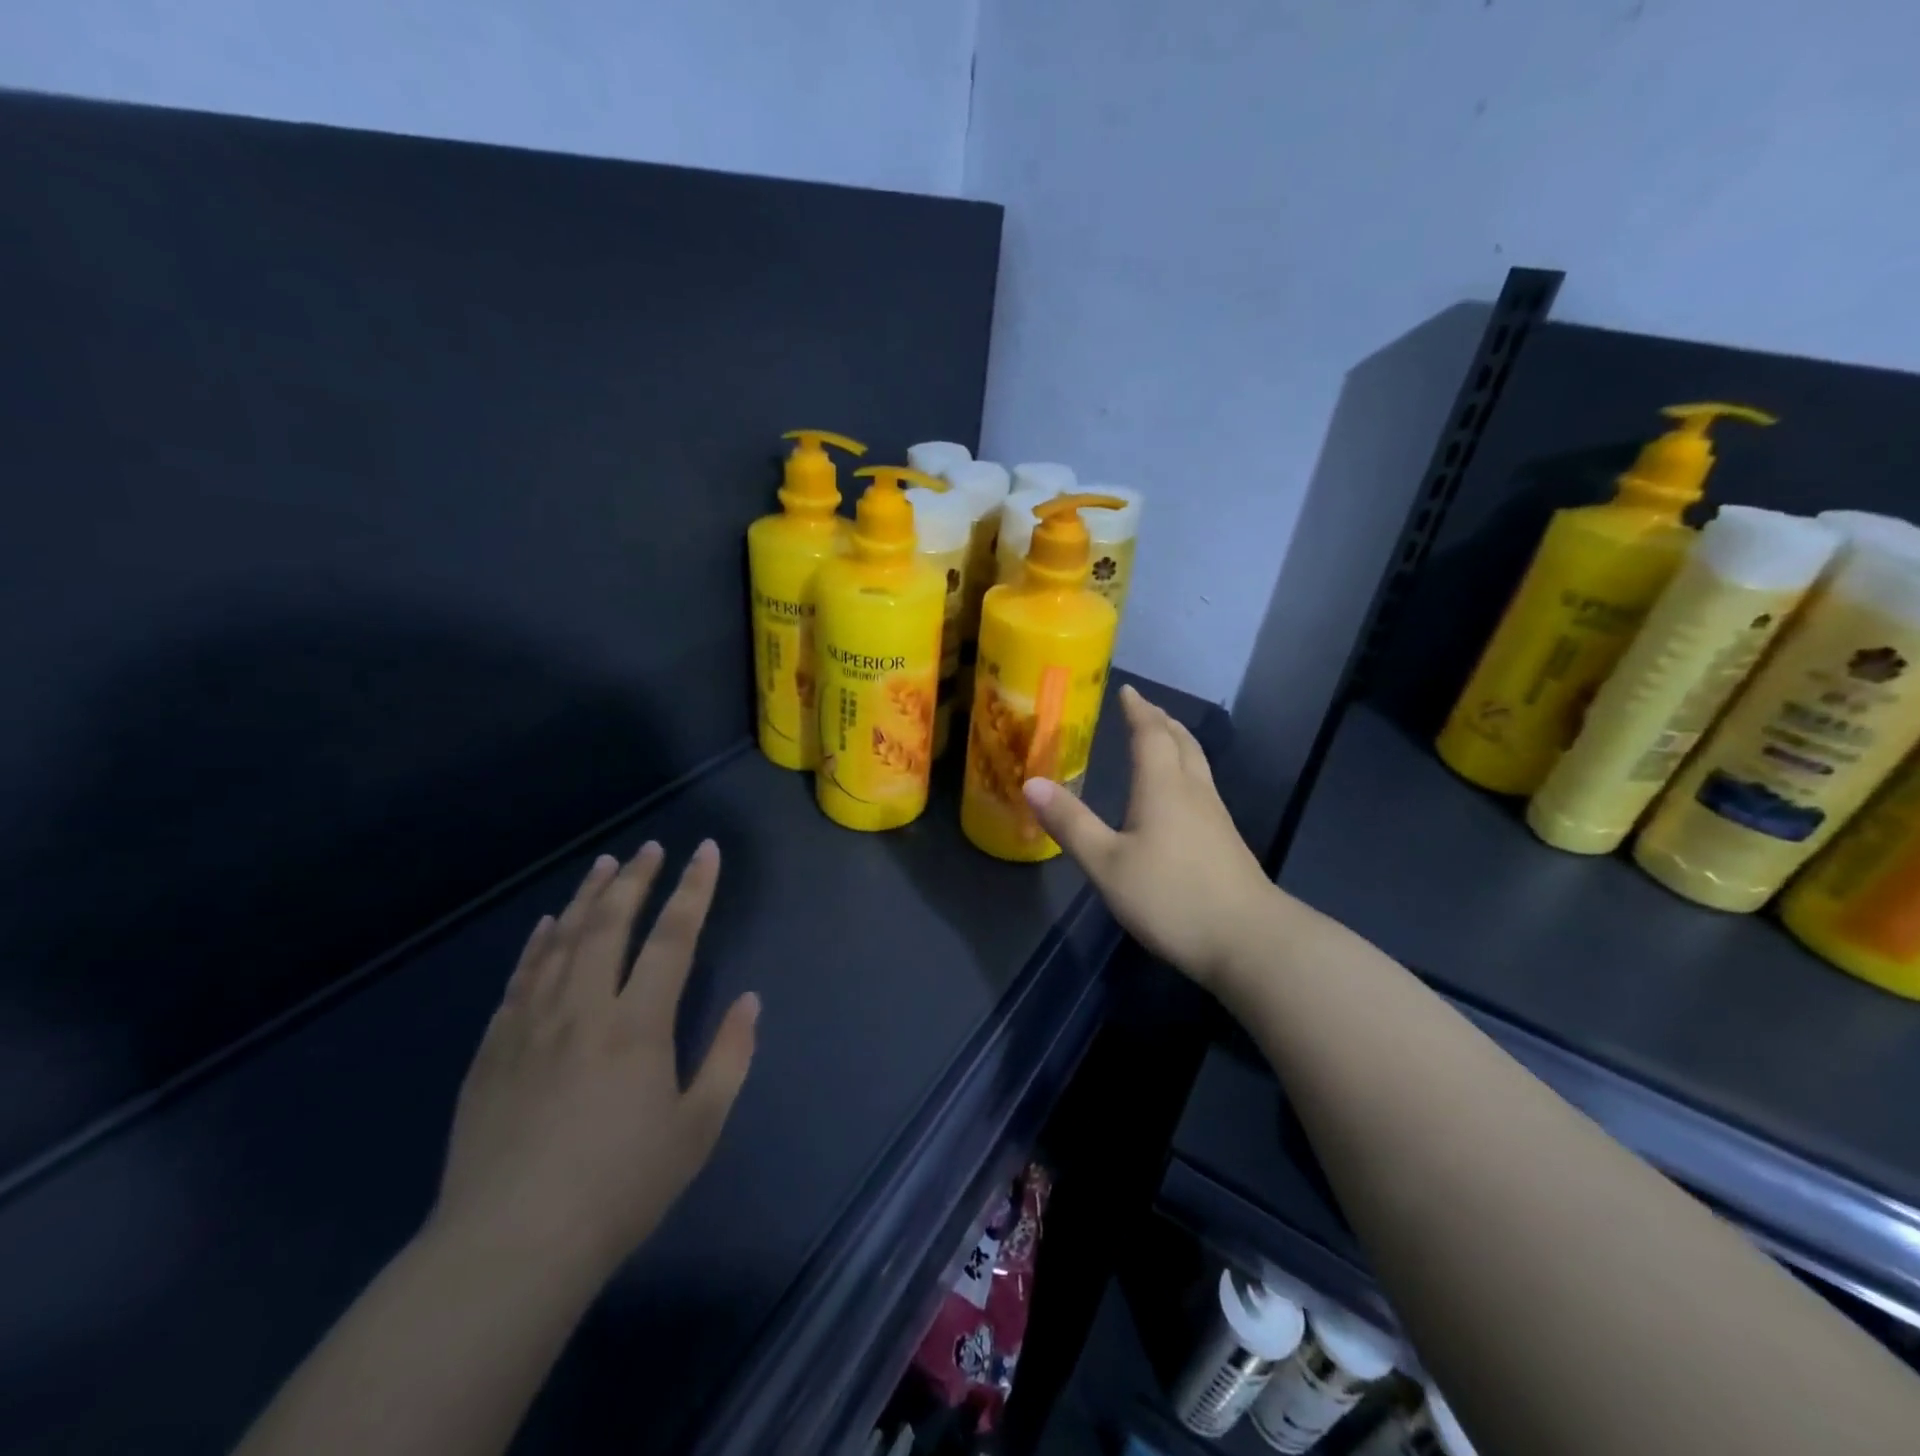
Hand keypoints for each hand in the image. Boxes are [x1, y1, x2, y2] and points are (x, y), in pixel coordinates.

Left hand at [429, 841, 758, 1281]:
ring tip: (604, 865)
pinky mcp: (493, 1050)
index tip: (705, 851)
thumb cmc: (619, 1188)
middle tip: (650, 848)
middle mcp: (584, 1008)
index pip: (673, 937)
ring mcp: (531, 1025)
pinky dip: (537, 943)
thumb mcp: (697, 1129)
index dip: (694, 889)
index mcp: (638, 1024)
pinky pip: (520, 978)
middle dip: (635, 879)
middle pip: (611, 924)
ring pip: (562, 941)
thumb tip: (751, 1001)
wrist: (510, 1248)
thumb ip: (729, 1057)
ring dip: (586, 897)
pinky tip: (547, 924)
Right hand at [1024, 685, 1274, 986]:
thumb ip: (1071, 823)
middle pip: (1181, 743)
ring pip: (1197, 764)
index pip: (1151, 734)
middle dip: (1161, 721)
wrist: (1249, 940)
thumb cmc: (1171, 897)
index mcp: (1163, 787)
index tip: (1127, 691)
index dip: (1138, 710)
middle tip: (1144, 710)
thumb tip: (1032, 782)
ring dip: (1177, 744)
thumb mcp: (1107, 864)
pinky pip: (1203, 787)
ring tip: (1162, 741)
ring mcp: (1216, 817)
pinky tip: (1179, 796)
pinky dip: (1186, 772)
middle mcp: (1193, 792)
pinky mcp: (1227, 842)